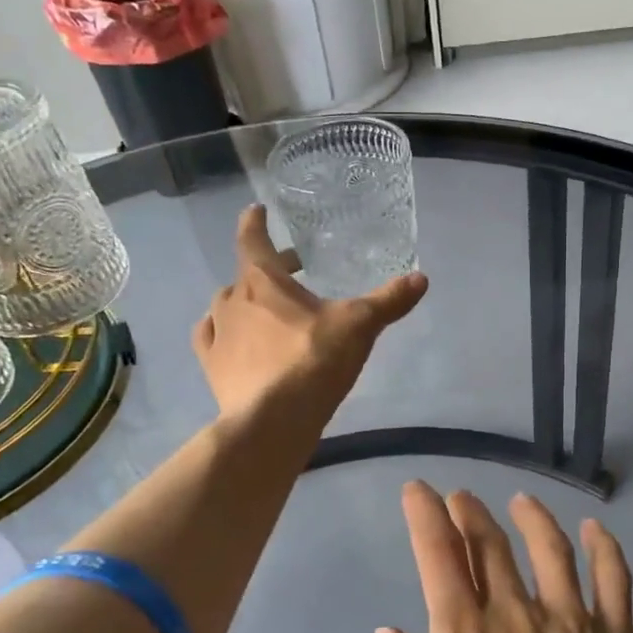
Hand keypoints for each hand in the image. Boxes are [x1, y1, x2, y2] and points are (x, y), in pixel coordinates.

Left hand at [192, 205, 425, 420]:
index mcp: (262, 281)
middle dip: (269, 268)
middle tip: (293, 269)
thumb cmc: (313, 361)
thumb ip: (388, 301)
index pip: (253, 239)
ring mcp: (218, 335)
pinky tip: (232, 340)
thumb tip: (421, 278)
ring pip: (226, 306)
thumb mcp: (359, 326)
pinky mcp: (212, 368)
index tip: (257, 210)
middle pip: (247, 274)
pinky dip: (222, 332)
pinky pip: (211, 338)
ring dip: (245, 301)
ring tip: (267, 309)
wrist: (272, 421)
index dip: (255, 222)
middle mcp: (233, 301)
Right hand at [372, 484, 632, 632]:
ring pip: (551, 550)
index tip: (417, 491)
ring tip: (520, 501)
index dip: (425, 518)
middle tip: (460, 498)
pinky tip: (596, 532)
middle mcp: (520, 619)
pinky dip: (605, 549)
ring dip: (531, 518)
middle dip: (470, 514)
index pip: (440, 560)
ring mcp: (576, 627)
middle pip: (493, 546)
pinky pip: (614, 581)